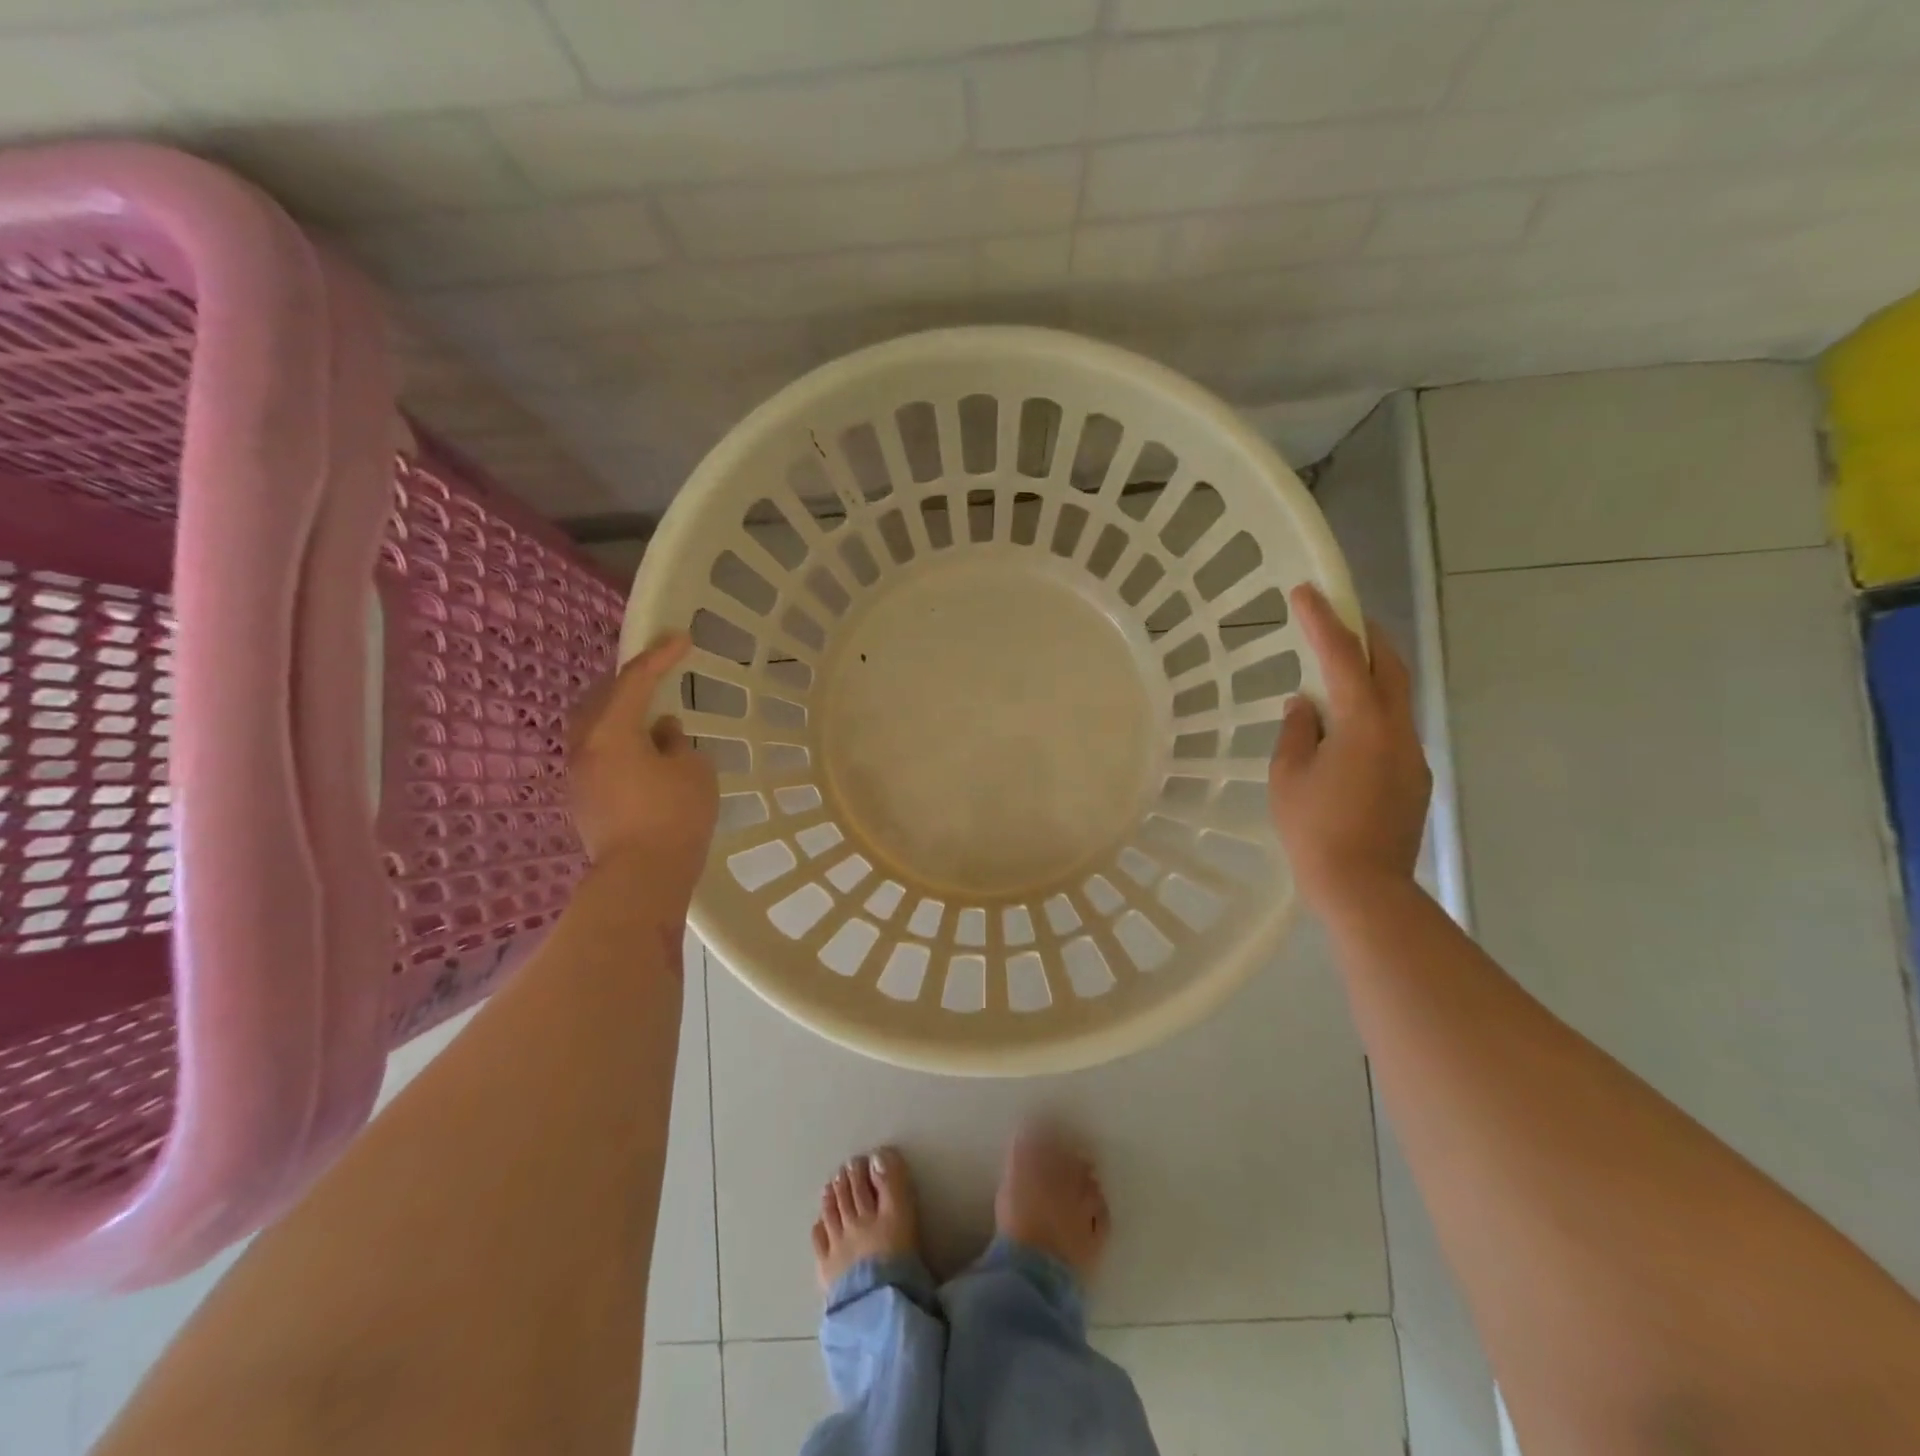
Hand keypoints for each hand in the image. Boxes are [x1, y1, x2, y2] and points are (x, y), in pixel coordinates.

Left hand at [568, 633, 718, 908]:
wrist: (642, 877)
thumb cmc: (674, 816)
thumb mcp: (694, 770)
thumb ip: (678, 743)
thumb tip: (663, 734)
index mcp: (611, 731)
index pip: (635, 680)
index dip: (660, 656)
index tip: (682, 638)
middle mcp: (585, 746)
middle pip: (602, 699)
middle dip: (630, 682)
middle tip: (658, 673)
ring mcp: (578, 775)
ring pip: (596, 728)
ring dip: (623, 715)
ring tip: (652, 717)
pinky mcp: (582, 800)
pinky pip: (599, 754)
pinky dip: (620, 742)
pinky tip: (644, 754)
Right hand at [1268, 585, 1431, 911]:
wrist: (1364, 888)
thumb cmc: (1314, 829)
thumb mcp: (1288, 776)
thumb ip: (1297, 731)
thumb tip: (1306, 706)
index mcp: (1363, 723)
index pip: (1342, 657)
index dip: (1322, 621)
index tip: (1306, 591)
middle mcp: (1397, 729)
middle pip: (1388, 666)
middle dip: (1365, 636)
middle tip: (1339, 618)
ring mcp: (1411, 755)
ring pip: (1396, 697)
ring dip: (1370, 674)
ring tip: (1337, 673)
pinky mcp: (1413, 779)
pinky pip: (1393, 728)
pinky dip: (1372, 711)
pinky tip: (1346, 731)